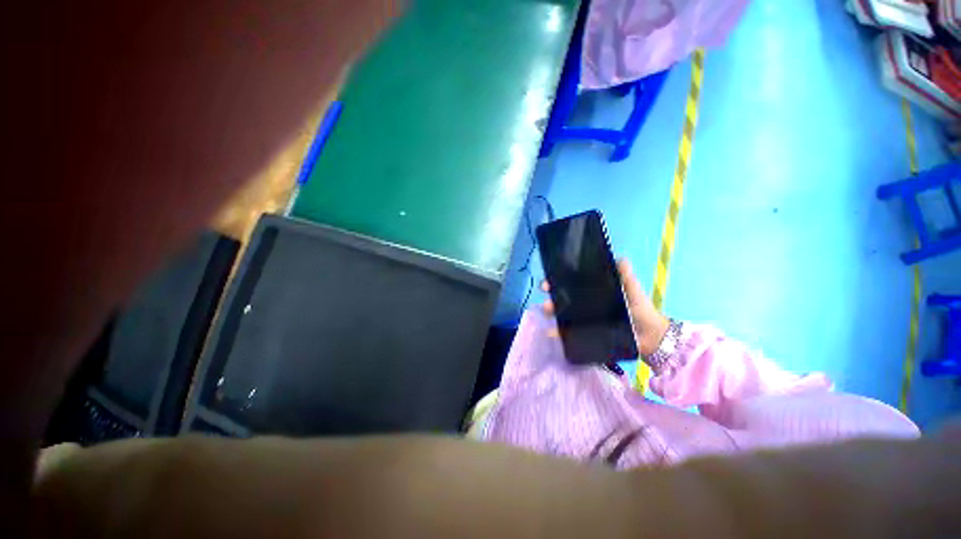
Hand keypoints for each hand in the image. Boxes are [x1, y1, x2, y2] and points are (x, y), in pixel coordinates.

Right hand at [541, 259, 669, 356]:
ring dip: (551, 312)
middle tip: (546, 294)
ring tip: (547, 310)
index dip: (558, 281)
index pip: (571, 284)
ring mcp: (584, 320)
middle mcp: (585, 305)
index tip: (548, 280)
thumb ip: (626, 276)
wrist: (650, 336)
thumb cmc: (640, 309)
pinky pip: (570, 333)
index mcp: (593, 293)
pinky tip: (551, 333)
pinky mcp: (586, 334)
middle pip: (563, 299)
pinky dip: (559, 333)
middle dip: (551, 296)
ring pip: (563, 314)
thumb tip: (619, 258)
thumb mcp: (632, 289)